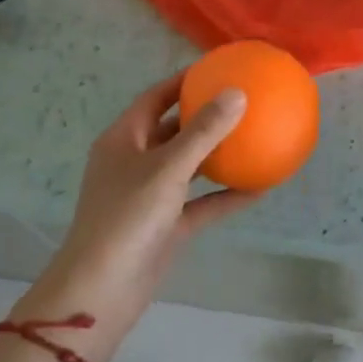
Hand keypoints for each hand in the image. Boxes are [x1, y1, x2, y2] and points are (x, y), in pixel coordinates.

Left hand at [19, 73, 251, 361]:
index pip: (156, 97)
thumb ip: (204, 131)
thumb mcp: (167, 169)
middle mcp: (136, 162)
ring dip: (219, 154)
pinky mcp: (166, 226)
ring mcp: (151, 196)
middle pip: (174, 129)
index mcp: (124, 139)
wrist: (101, 294)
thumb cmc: (126, 218)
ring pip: (190, 166)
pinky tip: (262, 186)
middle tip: (244, 100)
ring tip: (257, 137)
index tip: (219, 68)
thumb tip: (238, 92)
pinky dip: (227, 194)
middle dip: (206, 115)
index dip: (184, 80)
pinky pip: (202, 202)